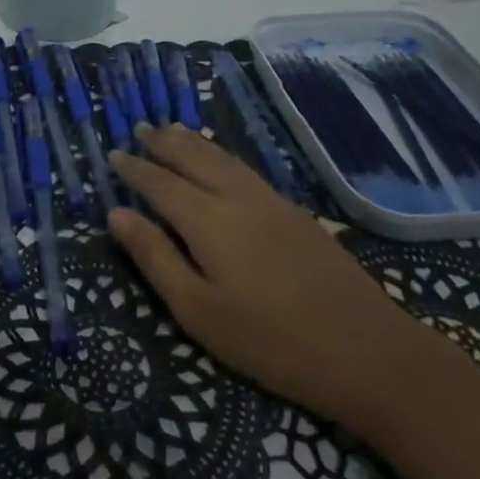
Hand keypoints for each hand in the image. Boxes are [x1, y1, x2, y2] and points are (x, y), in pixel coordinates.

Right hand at [108, 125, 442, 429]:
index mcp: (207, 219)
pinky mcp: (294, 211)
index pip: (160, 182)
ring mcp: (270, 200)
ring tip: (172, 130)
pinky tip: (220, 160)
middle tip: (139, 129)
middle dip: (163, 142)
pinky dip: (220, 154)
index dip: (135, 168)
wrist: (367, 349)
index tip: (113, 156)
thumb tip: (116, 214)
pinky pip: (244, 167)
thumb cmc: (270, 340)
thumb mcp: (198, 311)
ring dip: (192, 141)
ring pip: (222, 157)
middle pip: (193, 157)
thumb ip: (155, 258)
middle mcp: (236, 197)